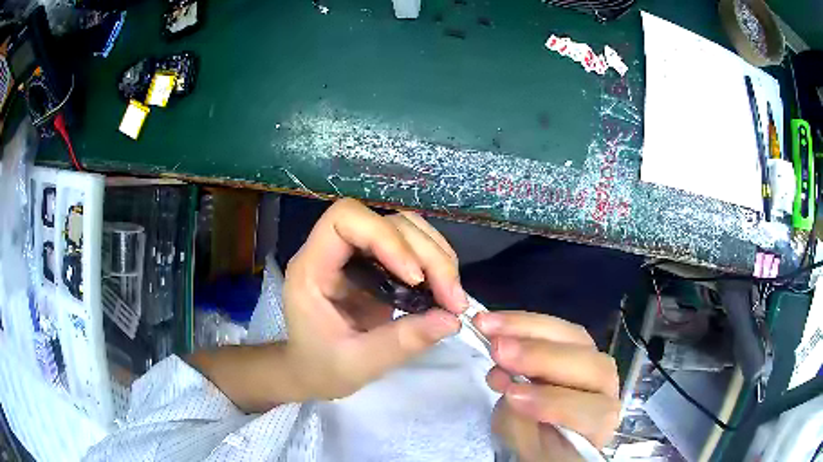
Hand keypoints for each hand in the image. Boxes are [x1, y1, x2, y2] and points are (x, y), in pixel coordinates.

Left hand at [283, 199, 465, 400]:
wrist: (312, 370)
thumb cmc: (321, 367)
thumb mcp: (357, 364)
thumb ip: (401, 342)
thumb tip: (451, 320)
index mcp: (312, 268)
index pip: (345, 220)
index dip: (386, 238)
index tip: (414, 279)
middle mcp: (334, 251)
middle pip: (387, 222)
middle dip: (427, 255)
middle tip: (452, 299)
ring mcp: (358, 255)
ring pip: (405, 228)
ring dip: (437, 256)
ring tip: (453, 295)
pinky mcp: (378, 265)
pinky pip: (412, 247)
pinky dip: (436, 263)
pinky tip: (445, 290)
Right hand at [474, 311, 619, 460]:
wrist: (553, 434)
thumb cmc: (542, 447)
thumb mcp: (527, 448)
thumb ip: (521, 423)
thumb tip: (510, 386)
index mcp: (600, 421)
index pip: (587, 410)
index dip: (551, 402)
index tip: (511, 396)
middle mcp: (605, 386)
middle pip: (586, 363)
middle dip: (540, 355)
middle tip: (498, 348)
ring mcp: (592, 359)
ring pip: (572, 336)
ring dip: (528, 328)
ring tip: (488, 325)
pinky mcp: (574, 344)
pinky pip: (556, 328)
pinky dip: (524, 323)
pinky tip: (497, 322)